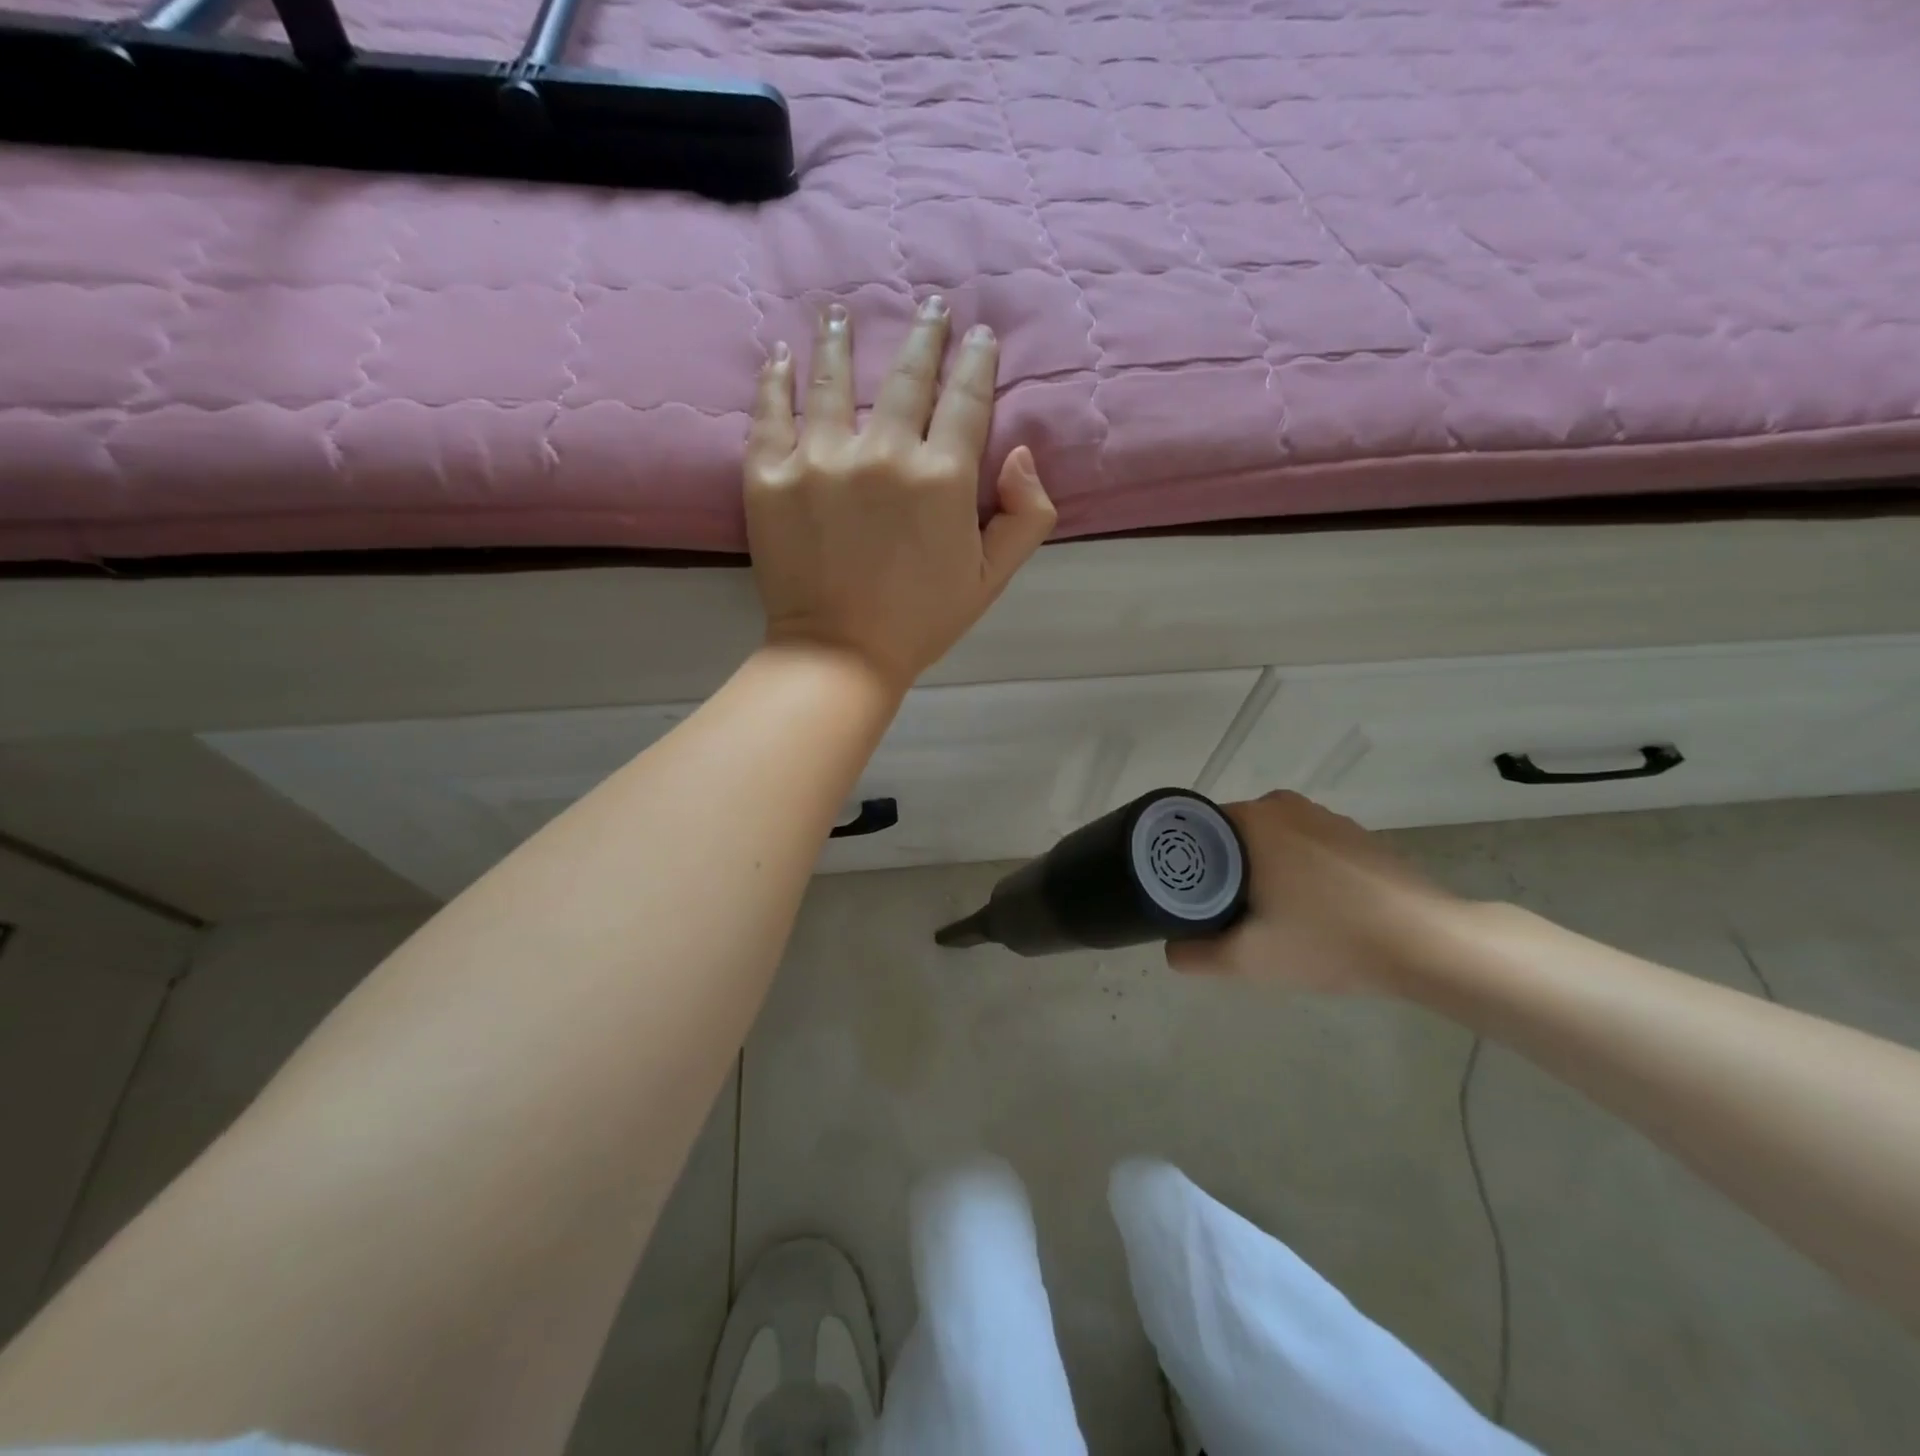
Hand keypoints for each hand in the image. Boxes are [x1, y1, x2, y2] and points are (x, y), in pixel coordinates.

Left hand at [744, 299, 1055, 695]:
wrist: (840, 654)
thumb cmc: (922, 620)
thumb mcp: (992, 578)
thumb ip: (1026, 515)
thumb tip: (1019, 452)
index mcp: (941, 476)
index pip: (965, 398)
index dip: (976, 361)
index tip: (979, 334)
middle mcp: (882, 452)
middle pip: (907, 375)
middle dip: (925, 335)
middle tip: (930, 306)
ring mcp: (819, 458)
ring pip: (832, 378)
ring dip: (840, 338)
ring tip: (840, 312)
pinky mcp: (768, 474)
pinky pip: (770, 411)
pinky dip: (775, 379)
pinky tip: (780, 356)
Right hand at [1167, 792, 1462, 993]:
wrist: (1428, 944)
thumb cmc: (1329, 940)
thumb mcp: (1249, 960)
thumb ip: (1195, 955)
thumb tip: (1172, 949)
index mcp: (1252, 820)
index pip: (1196, 829)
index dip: (1186, 863)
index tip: (1188, 898)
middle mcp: (1283, 805)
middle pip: (1232, 835)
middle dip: (1223, 870)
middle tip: (1223, 914)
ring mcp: (1325, 817)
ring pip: (1270, 840)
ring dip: (1261, 869)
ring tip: (1268, 914)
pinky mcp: (1356, 834)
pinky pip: (1305, 845)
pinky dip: (1297, 869)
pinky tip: (1313, 909)